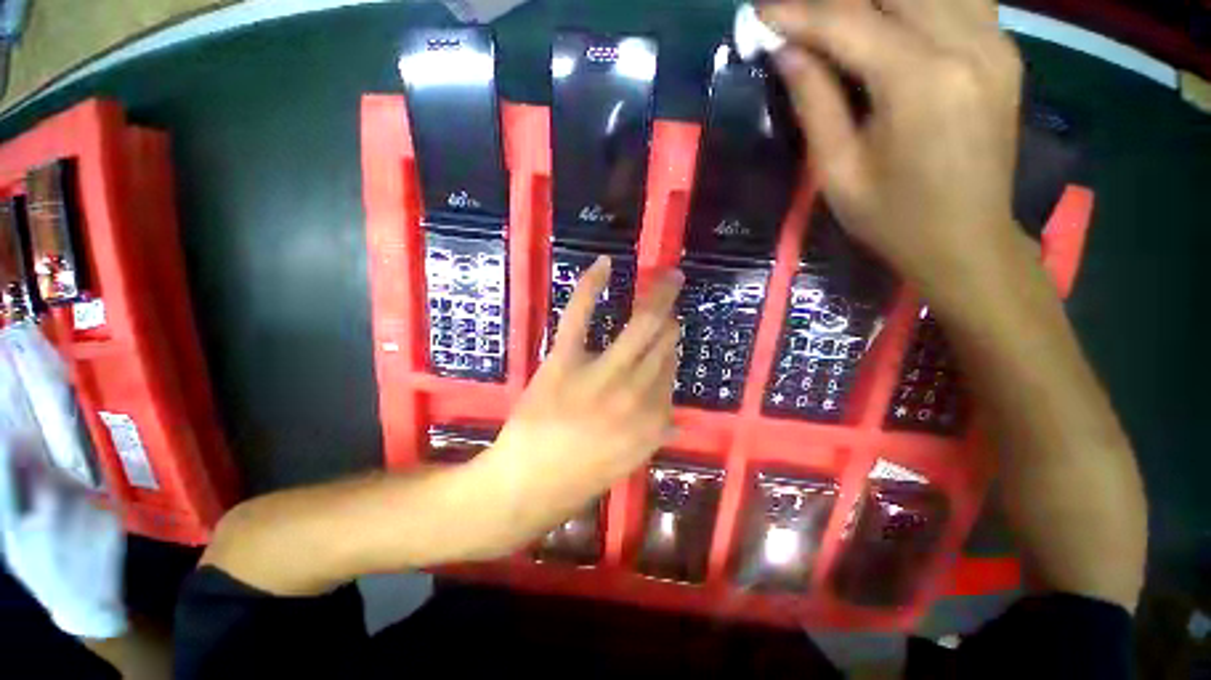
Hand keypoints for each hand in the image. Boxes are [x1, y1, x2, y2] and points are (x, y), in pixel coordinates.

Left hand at [473, 256, 681, 554]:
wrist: (526, 486)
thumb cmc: (578, 478)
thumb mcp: (629, 461)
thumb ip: (655, 433)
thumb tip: (675, 413)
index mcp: (652, 420)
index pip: (671, 370)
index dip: (671, 349)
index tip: (670, 336)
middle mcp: (635, 393)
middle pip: (663, 342)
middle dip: (671, 315)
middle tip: (674, 291)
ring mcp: (599, 373)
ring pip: (641, 327)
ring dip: (657, 299)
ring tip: (666, 280)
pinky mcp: (564, 361)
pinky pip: (580, 316)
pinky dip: (591, 287)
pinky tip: (604, 264)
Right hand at [762, 0, 1026, 290]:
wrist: (966, 240)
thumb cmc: (892, 219)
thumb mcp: (838, 171)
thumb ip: (815, 103)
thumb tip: (787, 52)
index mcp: (921, 82)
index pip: (848, 22)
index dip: (798, 14)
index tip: (760, 12)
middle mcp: (966, 44)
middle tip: (798, 16)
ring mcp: (994, 42)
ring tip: (838, 18)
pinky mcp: (1003, 49)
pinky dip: (916, 2)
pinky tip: (889, 19)